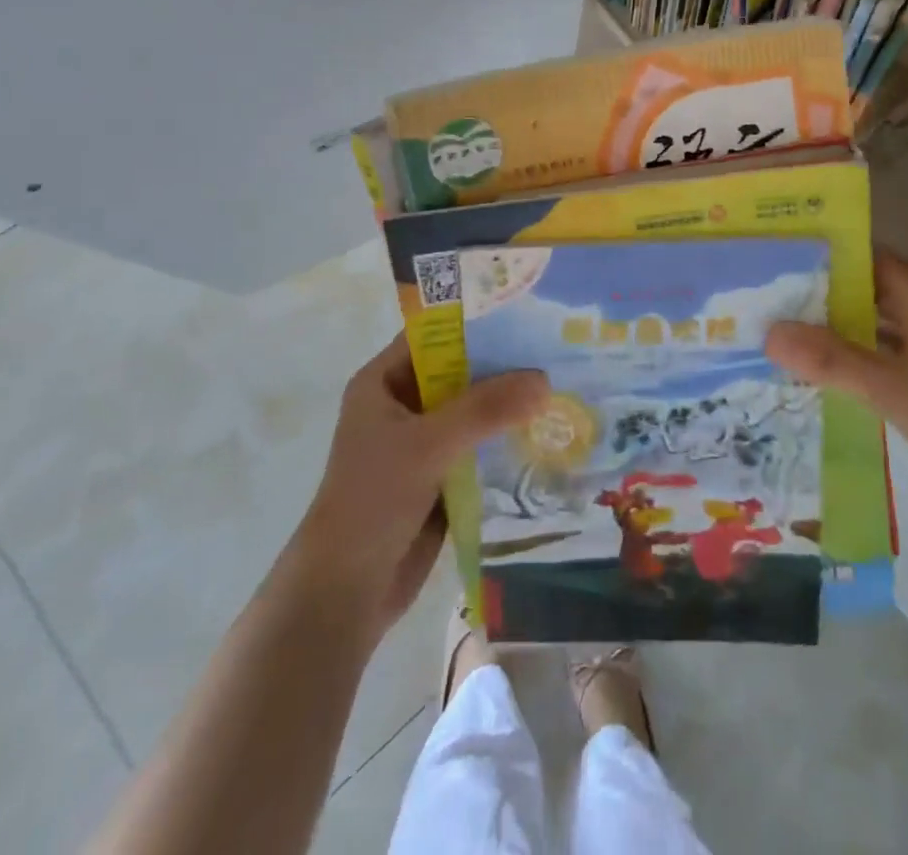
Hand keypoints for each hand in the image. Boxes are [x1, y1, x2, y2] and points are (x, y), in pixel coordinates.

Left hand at [297, 336, 547, 633]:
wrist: (345, 593)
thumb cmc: (373, 501)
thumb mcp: (428, 444)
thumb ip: (486, 409)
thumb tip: (544, 380)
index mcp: (383, 382)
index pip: (436, 335)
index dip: (478, 322)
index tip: (528, 314)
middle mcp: (403, 404)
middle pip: (460, 371)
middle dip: (504, 365)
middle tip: (556, 350)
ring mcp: (422, 440)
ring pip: (474, 409)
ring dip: (510, 403)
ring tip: (563, 385)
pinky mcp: (440, 474)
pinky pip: (479, 444)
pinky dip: (507, 438)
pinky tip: (548, 430)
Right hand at [764, 249, 907, 506]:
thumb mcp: (892, 388)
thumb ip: (831, 360)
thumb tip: (768, 332)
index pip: (859, 254)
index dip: (816, 256)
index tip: (769, 264)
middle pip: (865, 288)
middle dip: (818, 297)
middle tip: (763, 307)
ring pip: (878, 323)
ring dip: (839, 331)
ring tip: (784, 341)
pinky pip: (893, 353)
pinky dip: (863, 359)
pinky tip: (831, 379)